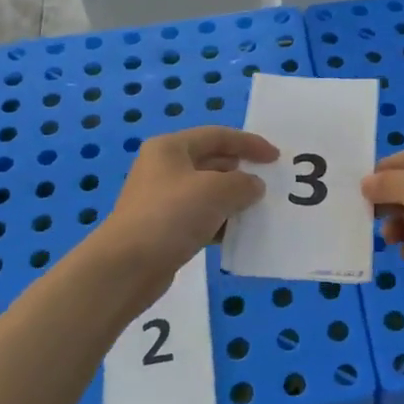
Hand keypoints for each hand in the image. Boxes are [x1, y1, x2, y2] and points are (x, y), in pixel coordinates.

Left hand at [99, 127, 278, 287]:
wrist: (127, 266)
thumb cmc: (172, 215)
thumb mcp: (217, 191)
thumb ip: (243, 183)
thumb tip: (253, 186)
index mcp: (171, 148)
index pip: (218, 136)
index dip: (249, 143)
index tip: (276, 158)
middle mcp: (164, 168)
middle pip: (212, 162)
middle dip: (242, 172)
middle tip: (270, 184)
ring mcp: (162, 200)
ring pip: (207, 192)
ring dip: (233, 199)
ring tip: (259, 210)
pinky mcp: (164, 228)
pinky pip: (200, 218)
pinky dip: (220, 222)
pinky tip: (238, 233)